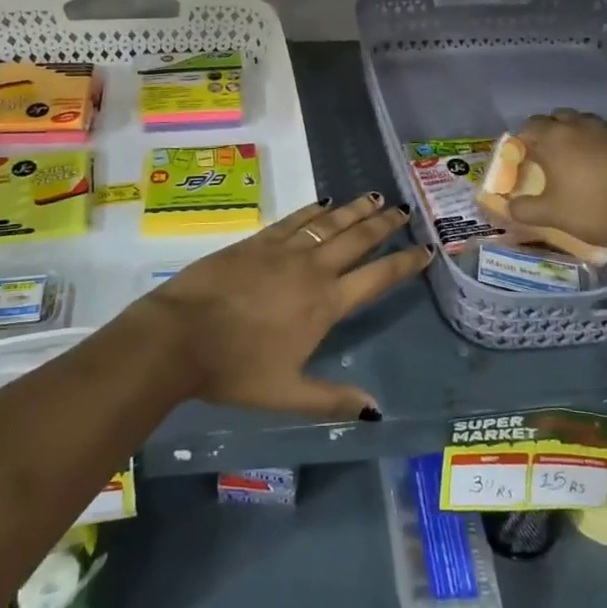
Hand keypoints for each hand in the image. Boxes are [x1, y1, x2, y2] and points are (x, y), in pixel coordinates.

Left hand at [145, 193, 429, 420]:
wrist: (181, 335)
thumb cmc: (235, 369)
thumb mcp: (287, 393)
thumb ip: (333, 398)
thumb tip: (376, 410)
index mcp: (325, 304)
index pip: (376, 278)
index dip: (403, 263)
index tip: (425, 249)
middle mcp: (312, 269)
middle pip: (357, 239)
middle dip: (384, 224)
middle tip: (404, 210)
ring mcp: (284, 250)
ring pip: (329, 223)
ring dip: (355, 209)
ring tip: (376, 197)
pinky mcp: (257, 241)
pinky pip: (295, 219)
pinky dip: (313, 210)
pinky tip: (324, 203)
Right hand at [506, 110, 606, 253]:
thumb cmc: (591, 209)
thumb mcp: (551, 214)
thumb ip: (525, 209)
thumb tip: (509, 207)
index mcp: (554, 138)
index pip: (530, 126)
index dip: (523, 139)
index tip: (523, 157)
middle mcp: (578, 126)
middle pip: (556, 117)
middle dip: (548, 131)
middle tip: (547, 155)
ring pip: (583, 121)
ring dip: (574, 132)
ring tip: (574, 156)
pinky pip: (605, 133)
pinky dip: (597, 142)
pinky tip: (600, 162)